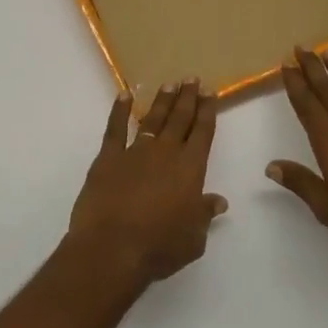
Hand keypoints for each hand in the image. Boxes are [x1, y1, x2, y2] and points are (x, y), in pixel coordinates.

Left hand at [69, 80, 225, 286]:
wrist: (112, 248)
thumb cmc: (159, 247)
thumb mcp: (193, 238)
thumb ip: (204, 215)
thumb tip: (218, 201)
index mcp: (191, 168)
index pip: (203, 132)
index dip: (207, 111)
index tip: (210, 92)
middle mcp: (166, 153)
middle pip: (180, 119)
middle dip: (188, 98)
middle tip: (192, 78)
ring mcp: (135, 152)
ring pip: (152, 119)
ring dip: (161, 101)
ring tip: (169, 84)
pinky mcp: (108, 158)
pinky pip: (115, 128)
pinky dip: (119, 111)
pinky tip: (124, 96)